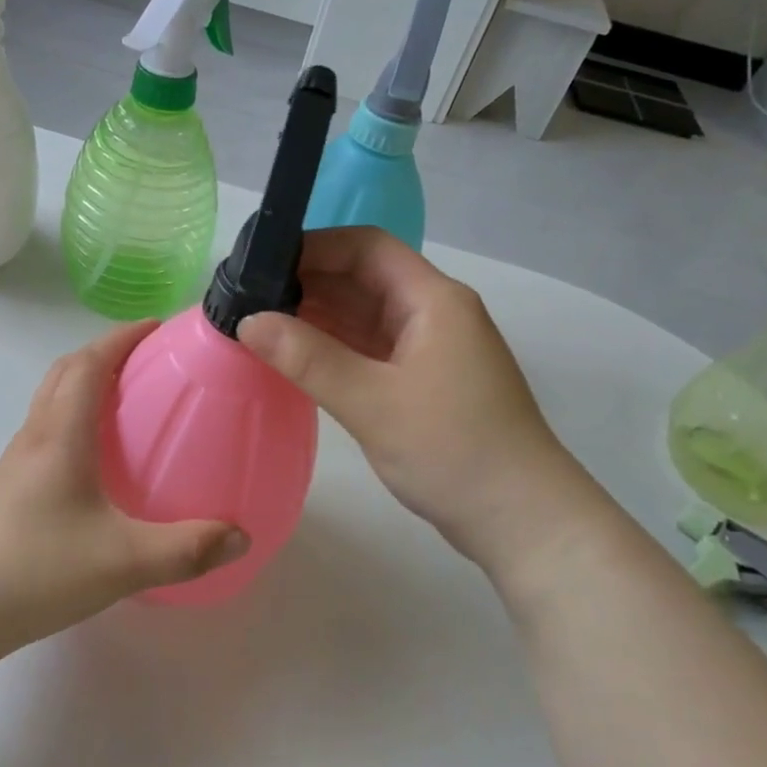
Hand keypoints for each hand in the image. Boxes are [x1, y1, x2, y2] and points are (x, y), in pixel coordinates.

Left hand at [0, 322, 248, 658]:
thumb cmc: (36, 570)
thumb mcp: (123, 562)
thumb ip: (186, 550)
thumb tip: (241, 536)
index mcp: (60, 436)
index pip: (87, 364)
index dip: (120, 338)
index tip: (156, 327)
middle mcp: (35, 438)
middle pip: (65, 372)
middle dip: (103, 352)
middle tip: (146, 359)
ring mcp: (16, 463)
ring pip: (51, 401)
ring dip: (85, 384)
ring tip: (126, 401)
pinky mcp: (9, 488)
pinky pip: (46, 432)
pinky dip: (74, 420)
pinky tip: (97, 461)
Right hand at [239, 226, 593, 566]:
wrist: (521, 520)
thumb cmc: (453, 451)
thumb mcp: (372, 403)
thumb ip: (308, 358)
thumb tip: (246, 321)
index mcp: (432, 300)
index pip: (366, 247)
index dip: (313, 247)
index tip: (260, 265)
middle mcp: (432, 313)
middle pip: (362, 278)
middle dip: (306, 282)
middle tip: (245, 299)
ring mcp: (428, 348)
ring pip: (363, 314)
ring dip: (315, 316)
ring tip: (257, 325)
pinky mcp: (421, 380)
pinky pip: (367, 347)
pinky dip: (330, 347)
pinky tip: (292, 356)